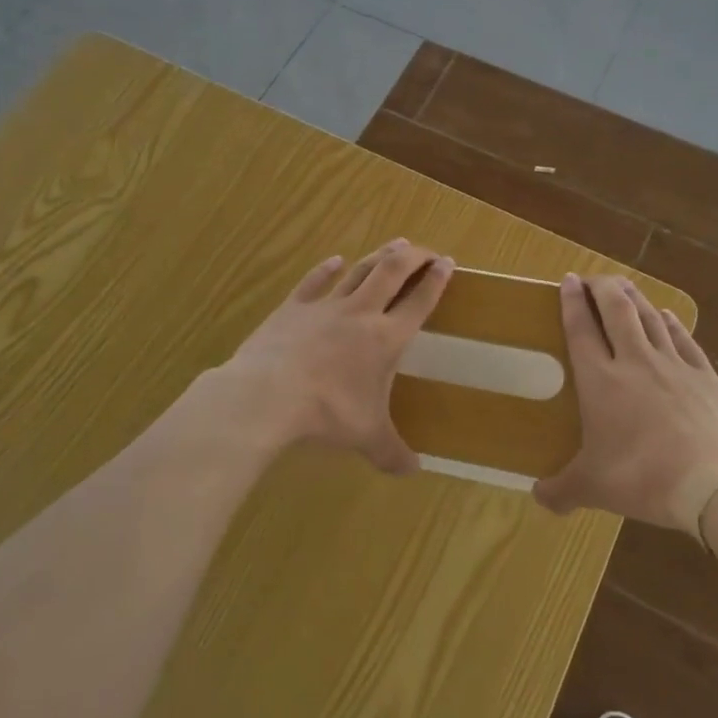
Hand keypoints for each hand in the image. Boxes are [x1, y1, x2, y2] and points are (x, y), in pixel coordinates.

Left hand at [218, 240, 452, 473]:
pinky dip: (327, 268)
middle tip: (425, 250)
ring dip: (379, 256)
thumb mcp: (366, 437)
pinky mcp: (294, 306)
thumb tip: (414, 472)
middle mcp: (361, 313)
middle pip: (393, 272)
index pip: (419, 301)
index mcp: (386, 339)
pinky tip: (334, 260)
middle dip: (413, 256)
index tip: (448, 263)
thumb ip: (392, 453)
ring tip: (395, 245)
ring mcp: (326, 305)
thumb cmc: (327, 413)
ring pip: (360, 270)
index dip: (437, 281)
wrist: (269, 395)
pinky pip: (315, 281)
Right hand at [534, 274, 717, 534]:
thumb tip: (538, 498)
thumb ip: (562, 490)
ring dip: (635, 298)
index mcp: (601, 380)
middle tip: (594, 277)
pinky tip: (669, 316)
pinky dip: (673, 323)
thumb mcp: (593, 488)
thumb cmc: (643, 478)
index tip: (568, 280)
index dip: (572, 301)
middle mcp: (635, 361)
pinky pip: (684, 340)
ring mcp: (675, 365)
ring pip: (650, 317)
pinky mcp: (707, 377)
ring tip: (624, 286)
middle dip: (603, 287)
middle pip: (617, 310)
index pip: (581, 329)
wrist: (715, 483)